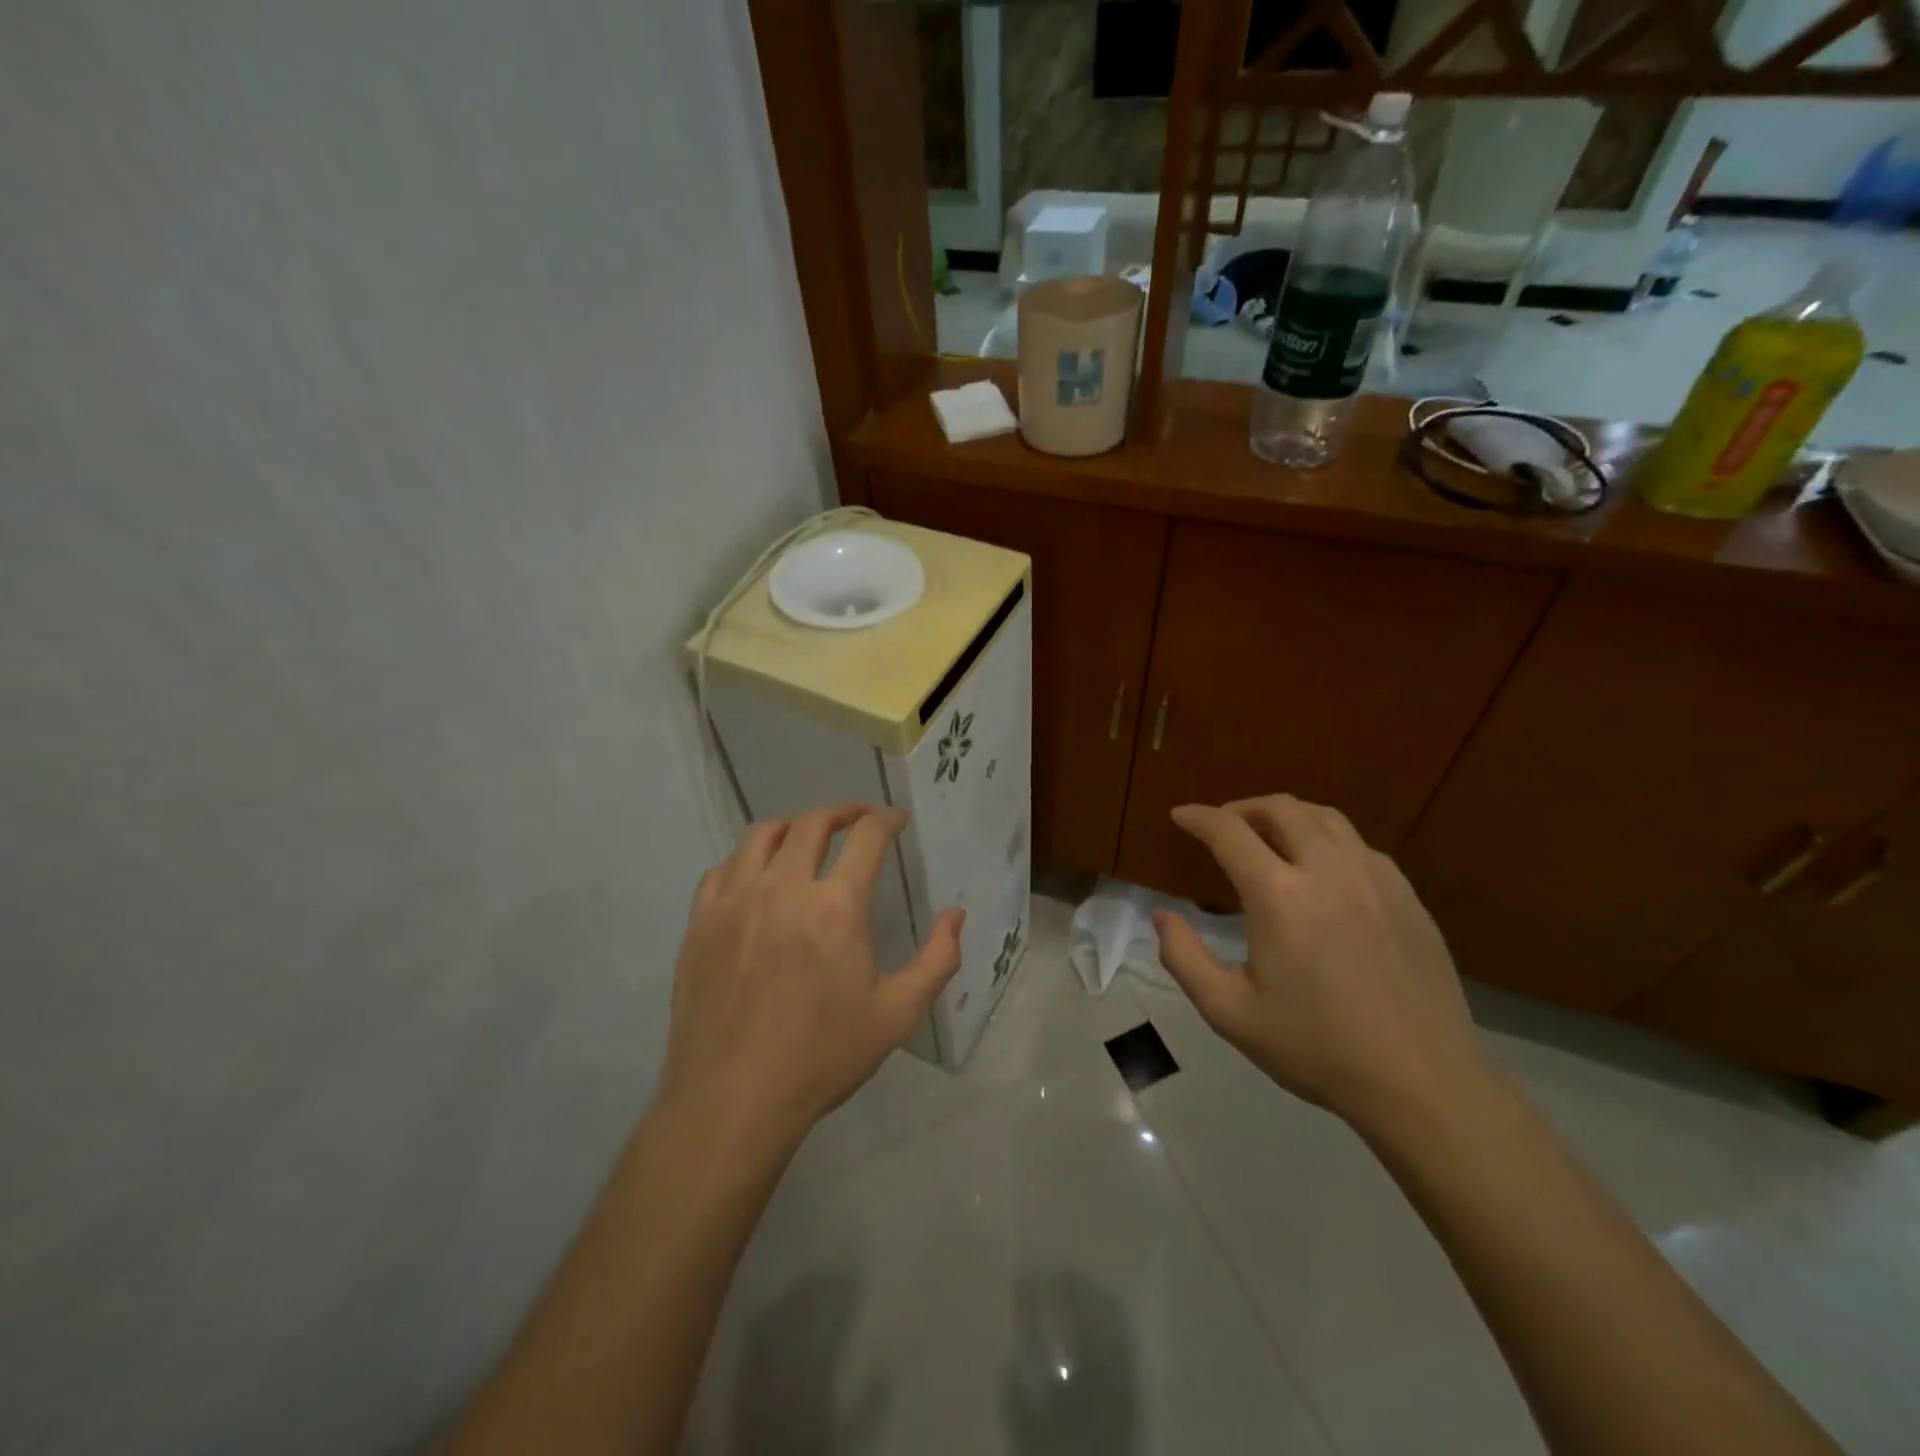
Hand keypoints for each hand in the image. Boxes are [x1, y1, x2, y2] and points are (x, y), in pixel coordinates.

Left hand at [656, 804, 963, 1143]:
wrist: (732, 1099)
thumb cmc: (822, 1057)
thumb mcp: (897, 1015)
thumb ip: (938, 959)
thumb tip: (956, 915)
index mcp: (837, 907)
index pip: (867, 836)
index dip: (886, 819)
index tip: (896, 820)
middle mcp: (784, 888)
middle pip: (813, 822)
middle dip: (843, 812)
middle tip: (857, 819)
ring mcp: (736, 900)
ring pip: (763, 834)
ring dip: (794, 826)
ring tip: (807, 837)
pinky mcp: (701, 920)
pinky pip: (724, 867)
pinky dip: (748, 859)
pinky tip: (759, 877)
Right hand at [1153, 795, 1490, 1133]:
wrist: (1421, 1083)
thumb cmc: (1316, 1048)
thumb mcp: (1229, 1013)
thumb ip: (1184, 959)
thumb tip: (1163, 917)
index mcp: (1279, 896)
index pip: (1229, 832)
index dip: (1199, 817)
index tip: (1180, 815)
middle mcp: (1328, 871)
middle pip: (1281, 809)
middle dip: (1242, 808)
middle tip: (1223, 826)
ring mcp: (1375, 880)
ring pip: (1325, 818)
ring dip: (1287, 815)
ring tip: (1269, 835)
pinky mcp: (1407, 897)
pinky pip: (1359, 846)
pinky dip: (1327, 840)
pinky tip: (1322, 870)